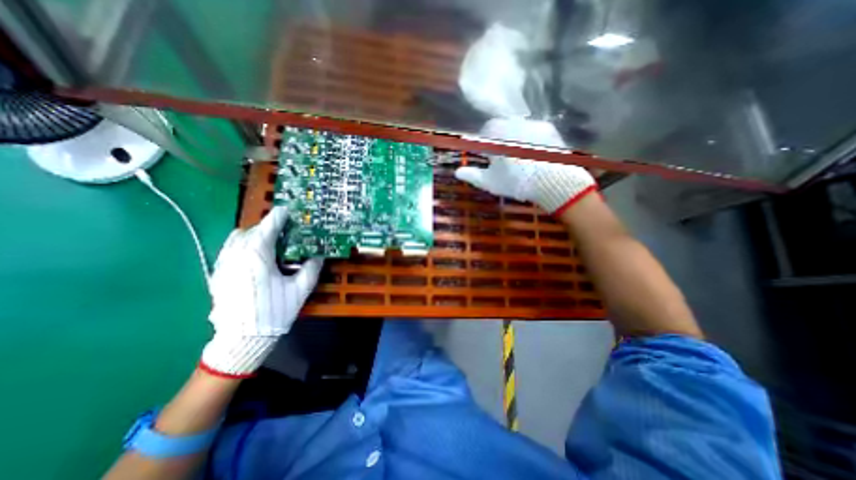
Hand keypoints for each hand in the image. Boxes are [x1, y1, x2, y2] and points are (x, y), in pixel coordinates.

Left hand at [201, 206, 324, 377]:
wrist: (241, 340)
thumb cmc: (273, 312)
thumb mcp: (300, 290)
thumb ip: (311, 269)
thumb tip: (319, 255)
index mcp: (257, 255)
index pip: (268, 227)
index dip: (279, 217)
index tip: (287, 210)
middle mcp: (236, 255)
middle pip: (251, 230)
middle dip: (267, 227)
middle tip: (283, 234)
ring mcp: (223, 265)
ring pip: (236, 239)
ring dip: (253, 236)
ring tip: (269, 244)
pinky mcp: (217, 275)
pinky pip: (228, 251)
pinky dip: (242, 246)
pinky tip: (254, 259)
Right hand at [450, 117, 597, 213]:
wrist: (553, 181)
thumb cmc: (516, 182)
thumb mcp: (490, 182)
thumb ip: (472, 175)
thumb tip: (457, 172)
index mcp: (495, 135)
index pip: (482, 132)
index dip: (482, 144)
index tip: (484, 155)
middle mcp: (513, 123)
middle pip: (500, 127)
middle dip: (497, 139)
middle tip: (500, 157)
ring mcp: (532, 124)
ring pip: (517, 127)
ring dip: (514, 138)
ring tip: (519, 157)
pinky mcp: (549, 128)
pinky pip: (534, 130)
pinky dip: (531, 139)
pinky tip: (534, 154)